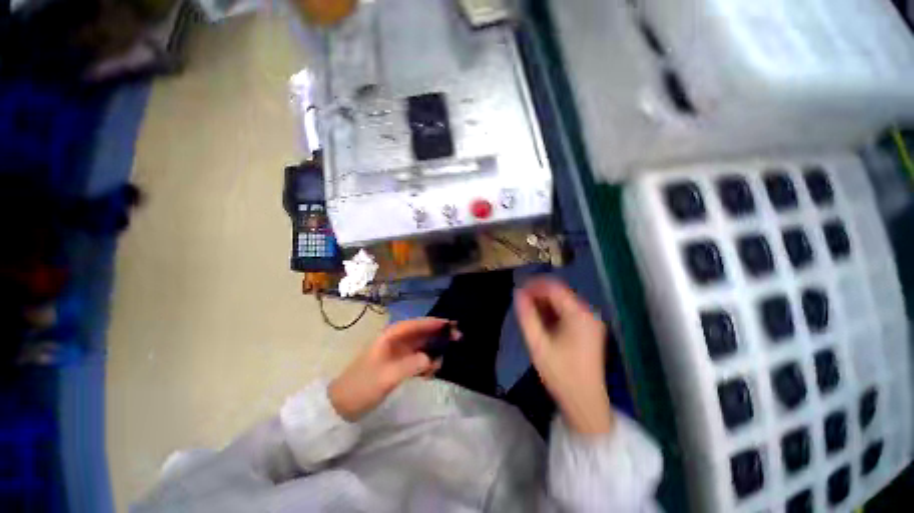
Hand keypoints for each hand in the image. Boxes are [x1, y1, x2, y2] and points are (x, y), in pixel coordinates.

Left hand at [328, 318, 454, 421]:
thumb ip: (410, 365)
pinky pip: (418, 358)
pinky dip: (426, 362)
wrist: (342, 406)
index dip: (433, 323)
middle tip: (457, 338)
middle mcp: (395, 341)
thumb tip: (432, 358)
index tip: (450, 324)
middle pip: (421, 333)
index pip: (415, 324)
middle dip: (438, 334)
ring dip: (434, 350)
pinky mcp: (399, 364)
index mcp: (390, 337)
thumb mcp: (386, 377)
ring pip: (421, 346)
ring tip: (444, 360)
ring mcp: (397, 353)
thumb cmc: (362, 387)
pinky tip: (432, 371)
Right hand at [515, 278, 614, 434]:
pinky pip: (568, 313)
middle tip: (521, 304)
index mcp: (579, 315)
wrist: (585, 403)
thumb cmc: (560, 374)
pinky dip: (553, 313)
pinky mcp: (589, 330)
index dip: (534, 286)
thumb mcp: (538, 344)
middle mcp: (589, 314)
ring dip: (545, 304)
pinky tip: (542, 323)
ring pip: (563, 303)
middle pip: (560, 294)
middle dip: (538, 295)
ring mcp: (591, 322)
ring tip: (529, 314)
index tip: (518, 291)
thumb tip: (517, 294)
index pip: (554, 288)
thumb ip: (527, 316)